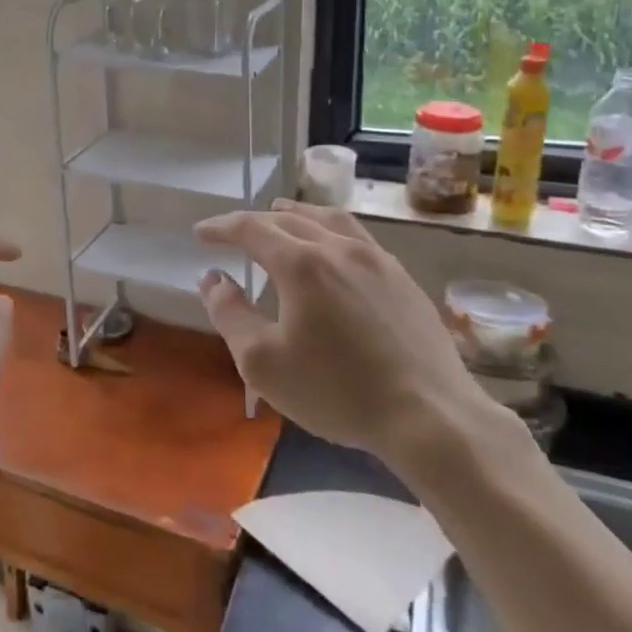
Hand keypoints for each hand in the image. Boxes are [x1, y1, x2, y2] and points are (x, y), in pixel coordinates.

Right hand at [196, 200, 504, 474]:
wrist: (430, 416)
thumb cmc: (337, 391)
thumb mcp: (263, 362)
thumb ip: (230, 314)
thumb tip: (212, 279)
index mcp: (301, 263)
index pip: (251, 229)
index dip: (221, 227)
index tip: (201, 234)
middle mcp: (338, 247)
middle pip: (288, 219)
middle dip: (253, 222)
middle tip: (232, 232)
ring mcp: (376, 259)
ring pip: (328, 219)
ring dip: (296, 214)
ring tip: (282, 215)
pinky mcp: (402, 278)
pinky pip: (358, 237)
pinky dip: (330, 230)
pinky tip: (333, 249)